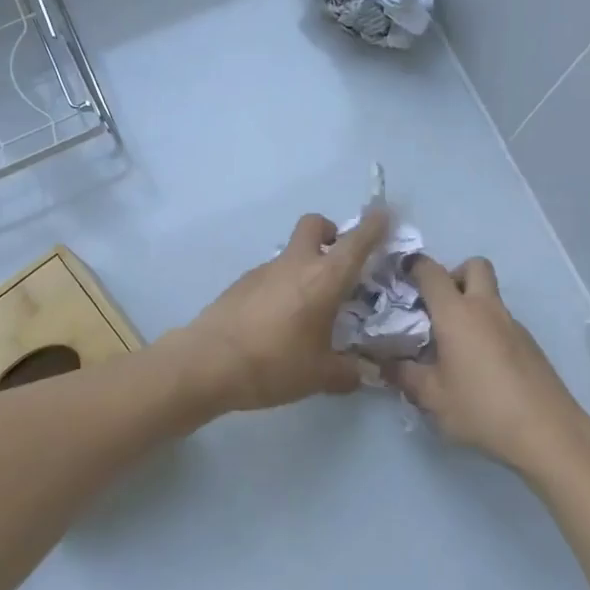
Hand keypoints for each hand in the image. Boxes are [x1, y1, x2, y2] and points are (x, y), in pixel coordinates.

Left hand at [172, 208, 389, 415]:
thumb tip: (363, 374)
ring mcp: (263, 270)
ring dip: (304, 265)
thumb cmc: (273, 364)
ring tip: (308, 307)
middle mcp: (295, 264)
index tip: (382, 214)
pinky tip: (278, 321)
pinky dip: (282, 285)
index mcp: (324, 279)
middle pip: (314, 225)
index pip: (355, 242)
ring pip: (291, 252)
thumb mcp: (319, 376)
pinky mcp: (240, 283)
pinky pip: (270, 274)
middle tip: (337, 260)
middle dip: (330, 232)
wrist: (206, 363)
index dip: (373, 226)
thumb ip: (347, 372)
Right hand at [387, 256, 589, 474]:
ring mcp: (513, 324)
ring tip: (455, 345)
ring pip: (490, 295)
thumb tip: (383, 364)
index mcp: (456, 313)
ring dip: (471, 305)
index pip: (431, 271)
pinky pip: (502, 322)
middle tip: (438, 307)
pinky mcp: (530, 344)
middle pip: (473, 266)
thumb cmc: (481, 408)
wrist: (547, 431)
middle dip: (453, 275)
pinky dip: (487, 329)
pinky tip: (480, 366)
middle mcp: (486, 308)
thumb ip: (404, 376)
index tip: (400, 276)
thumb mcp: (432, 397)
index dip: (413, 266)